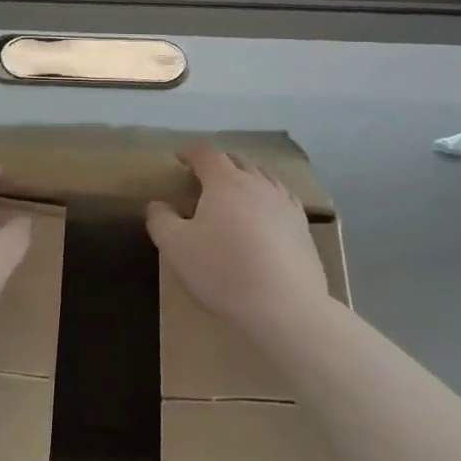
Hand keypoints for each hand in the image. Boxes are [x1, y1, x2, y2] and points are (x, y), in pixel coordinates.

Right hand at [146, 144, 328, 340]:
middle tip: (205, 176)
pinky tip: (267, 215)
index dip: (191, 152)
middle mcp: (258, 184)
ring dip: (247, 178)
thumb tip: (158, 205)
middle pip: (238, 161)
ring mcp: (285, 204)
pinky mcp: (303, 228)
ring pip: (264, 178)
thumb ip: (161, 220)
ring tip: (237, 191)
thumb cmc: (224, 271)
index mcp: (226, 182)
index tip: (180, 158)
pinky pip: (283, 200)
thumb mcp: (176, 247)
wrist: (285, 307)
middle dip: (219, 163)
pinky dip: (269, 198)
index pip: (206, 154)